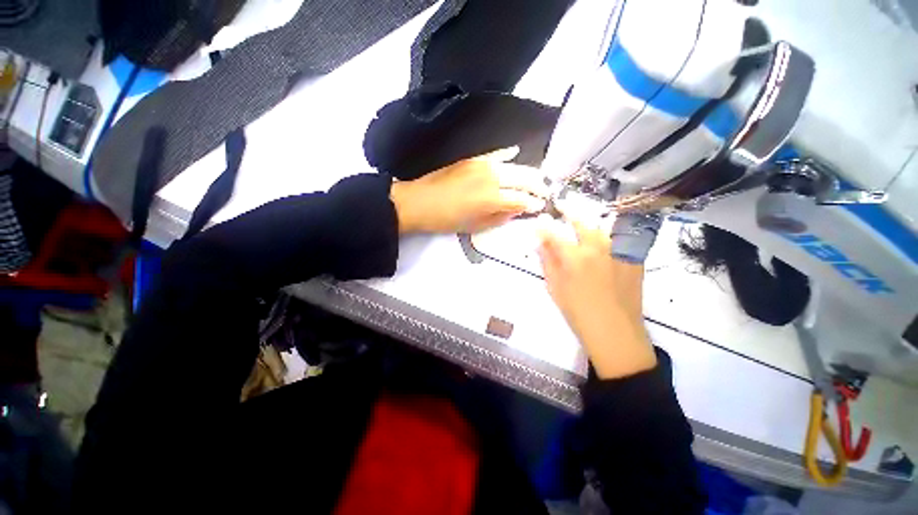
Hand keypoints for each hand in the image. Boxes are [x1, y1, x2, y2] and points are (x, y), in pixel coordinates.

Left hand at [390, 147, 546, 233]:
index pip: (522, 199)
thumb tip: (515, 210)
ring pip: (514, 166)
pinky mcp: (473, 159)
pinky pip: (495, 154)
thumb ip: (499, 217)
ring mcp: (483, 165)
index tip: (540, 206)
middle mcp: (492, 178)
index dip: (533, 203)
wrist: (419, 202)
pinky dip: (507, 153)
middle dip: (538, 185)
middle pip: (524, 178)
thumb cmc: (447, 219)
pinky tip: (515, 152)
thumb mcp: (475, 226)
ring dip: (528, 172)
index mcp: (493, 198)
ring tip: (537, 179)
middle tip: (545, 192)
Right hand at [538, 217, 656, 378]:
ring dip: (589, 223)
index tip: (539, 219)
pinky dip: (609, 236)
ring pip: (602, 228)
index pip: (554, 235)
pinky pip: (620, 240)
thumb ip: (547, 262)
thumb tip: (540, 243)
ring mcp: (618, 252)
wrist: (615, 332)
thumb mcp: (555, 288)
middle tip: (562, 206)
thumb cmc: (578, 312)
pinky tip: (604, 240)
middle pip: (581, 223)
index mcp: (574, 257)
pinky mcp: (633, 259)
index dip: (544, 226)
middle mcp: (597, 248)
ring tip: (583, 223)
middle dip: (569, 212)